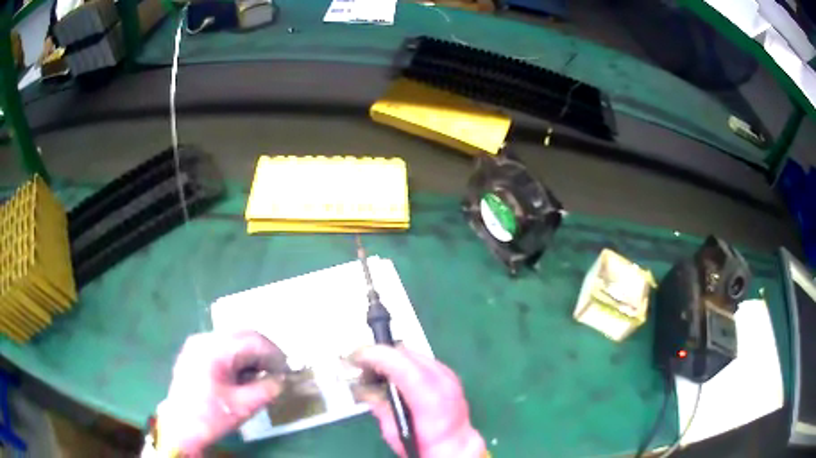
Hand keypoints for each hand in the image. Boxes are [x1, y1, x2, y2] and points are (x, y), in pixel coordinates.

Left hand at [157, 331, 286, 455]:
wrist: (180, 426)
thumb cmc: (211, 416)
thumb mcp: (244, 406)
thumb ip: (267, 389)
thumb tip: (283, 379)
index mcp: (214, 349)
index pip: (253, 341)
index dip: (275, 355)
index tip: (288, 371)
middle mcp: (204, 339)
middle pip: (243, 335)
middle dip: (264, 352)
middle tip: (278, 372)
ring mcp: (197, 343)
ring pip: (234, 339)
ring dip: (251, 355)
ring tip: (262, 375)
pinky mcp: (195, 352)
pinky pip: (223, 346)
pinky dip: (238, 357)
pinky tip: (244, 375)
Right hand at [353, 346, 486, 457]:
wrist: (454, 446)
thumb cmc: (424, 445)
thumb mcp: (394, 432)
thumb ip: (381, 406)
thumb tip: (365, 386)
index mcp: (431, 401)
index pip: (403, 366)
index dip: (377, 356)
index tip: (356, 357)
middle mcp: (444, 382)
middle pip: (406, 354)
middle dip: (380, 355)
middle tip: (360, 364)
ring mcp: (449, 375)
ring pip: (412, 352)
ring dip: (390, 357)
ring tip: (374, 369)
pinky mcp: (448, 373)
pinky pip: (419, 358)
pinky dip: (403, 362)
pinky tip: (393, 374)